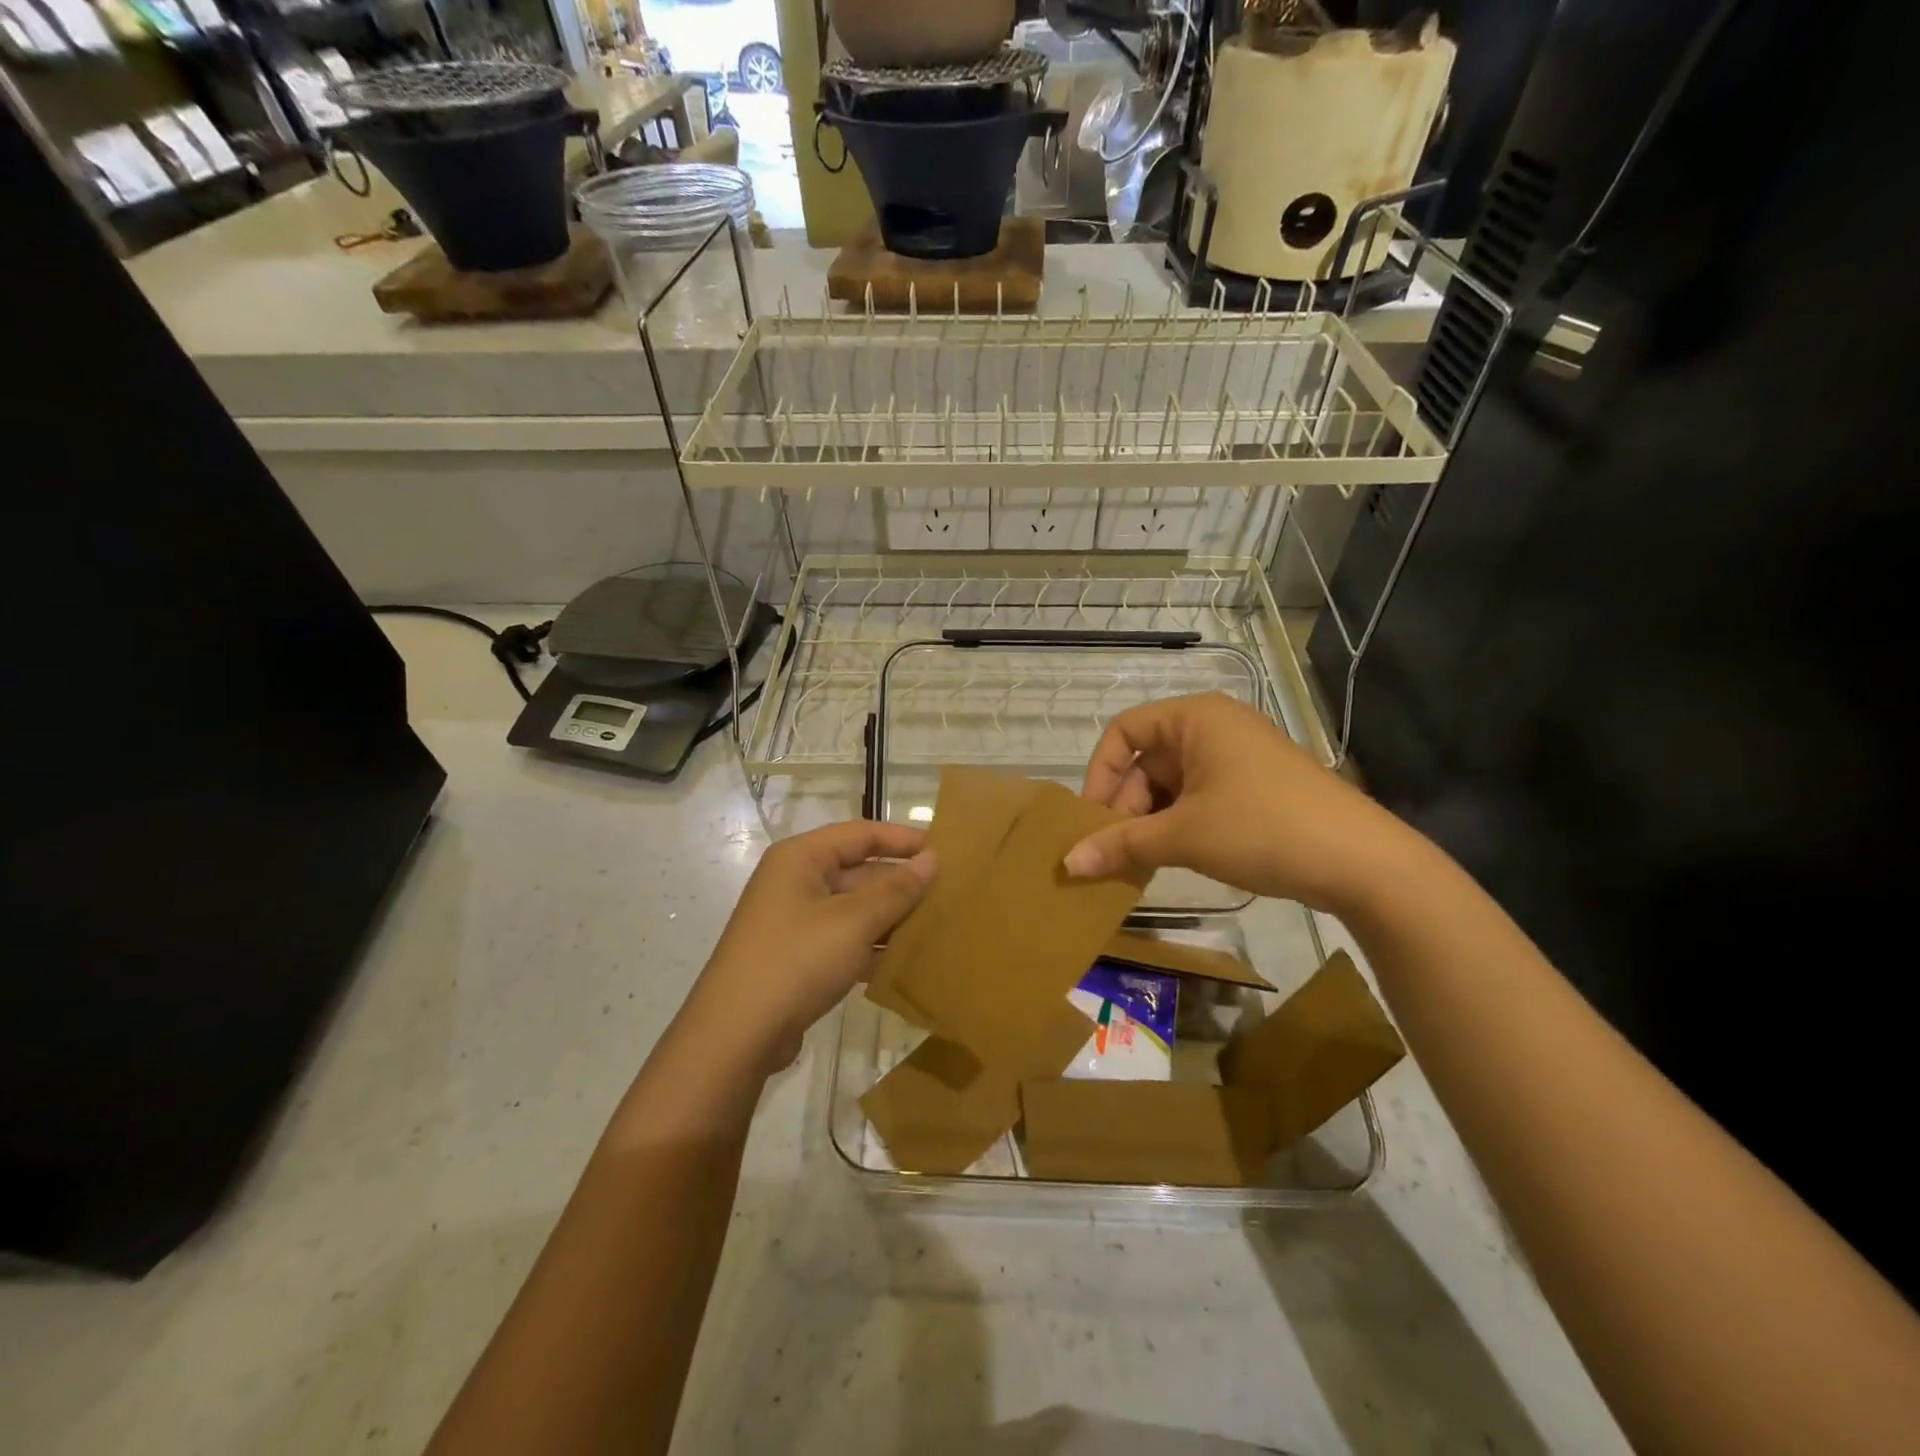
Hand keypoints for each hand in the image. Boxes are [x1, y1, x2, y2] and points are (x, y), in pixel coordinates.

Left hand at [686, 821, 935, 1073]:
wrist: (736, 1036)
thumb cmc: (796, 961)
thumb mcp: (854, 921)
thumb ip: (896, 889)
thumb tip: (932, 859)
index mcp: (801, 858)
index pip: (861, 834)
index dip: (903, 839)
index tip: (945, 851)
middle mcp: (796, 882)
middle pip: (859, 871)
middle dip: (901, 884)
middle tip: (949, 895)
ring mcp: (795, 921)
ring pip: (855, 909)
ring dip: (891, 918)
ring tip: (938, 927)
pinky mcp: (799, 957)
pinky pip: (845, 940)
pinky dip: (873, 946)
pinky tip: (907, 962)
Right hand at [1063, 693, 1420, 915]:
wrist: (1361, 861)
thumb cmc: (1261, 828)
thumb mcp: (1183, 835)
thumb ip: (1121, 844)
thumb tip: (1067, 863)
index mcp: (1195, 718)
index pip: (1123, 731)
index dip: (1100, 774)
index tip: (1092, 820)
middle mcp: (1215, 727)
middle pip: (1146, 760)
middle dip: (1125, 806)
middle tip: (1117, 853)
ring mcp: (1238, 758)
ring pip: (1172, 784)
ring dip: (1150, 821)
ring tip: (1140, 863)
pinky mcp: (1256, 787)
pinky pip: (1199, 798)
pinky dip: (1179, 825)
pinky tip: (1174, 858)